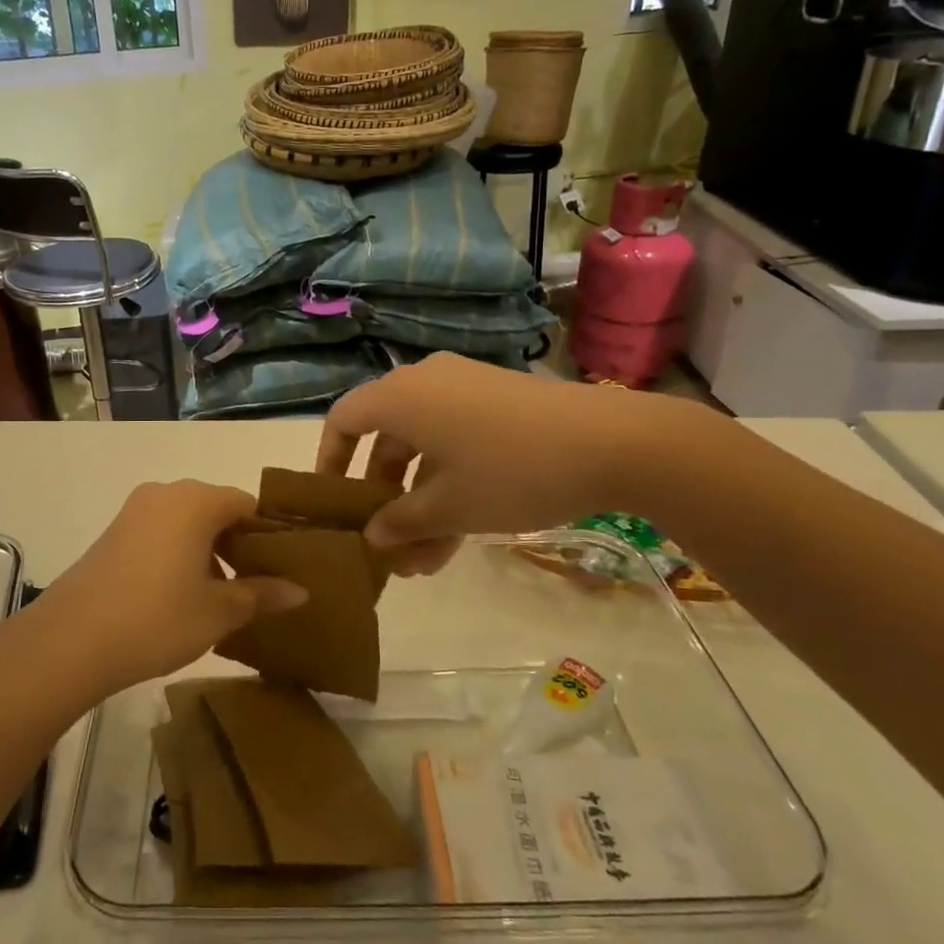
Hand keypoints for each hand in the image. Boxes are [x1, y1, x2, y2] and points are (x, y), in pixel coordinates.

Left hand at [38, 481, 306, 695]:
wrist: (71, 640)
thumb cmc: (157, 618)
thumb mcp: (218, 611)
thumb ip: (261, 594)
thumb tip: (300, 590)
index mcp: (197, 500)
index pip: (248, 504)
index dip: (269, 535)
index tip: (282, 568)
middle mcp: (166, 493)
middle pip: (217, 509)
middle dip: (238, 545)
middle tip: (256, 587)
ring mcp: (135, 511)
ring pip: (187, 522)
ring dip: (208, 551)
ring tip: (220, 597)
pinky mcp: (113, 532)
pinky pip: (161, 532)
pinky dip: (179, 553)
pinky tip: (181, 595)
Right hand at [317, 354, 697, 561]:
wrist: (613, 442)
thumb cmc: (511, 471)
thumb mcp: (450, 507)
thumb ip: (401, 522)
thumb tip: (372, 538)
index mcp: (400, 397)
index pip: (344, 420)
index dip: (330, 460)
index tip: (331, 501)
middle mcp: (425, 383)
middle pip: (386, 439)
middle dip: (382, 497)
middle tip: (386, 545)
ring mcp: (465, 390)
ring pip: (424, 448)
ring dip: (419, 501)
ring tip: (424, 560)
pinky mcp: (498, 403)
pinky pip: (455, 441)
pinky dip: (449, 482)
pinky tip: (457, 536)